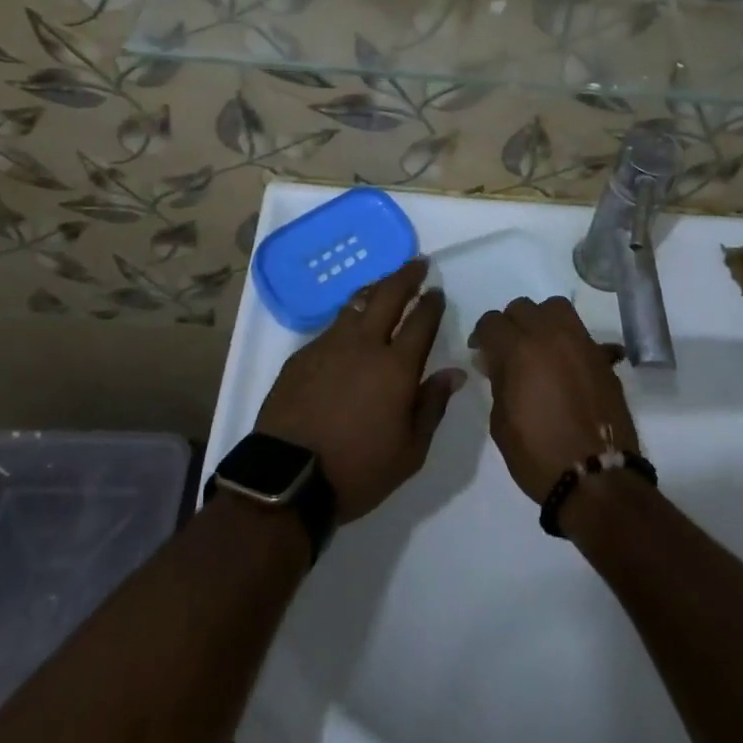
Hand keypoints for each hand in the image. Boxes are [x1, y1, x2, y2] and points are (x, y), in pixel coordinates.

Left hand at [256, 258, 465, 523]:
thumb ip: (432, 406)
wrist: (287, 478)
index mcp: (396, 367)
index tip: (437, 291)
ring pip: (357, 302)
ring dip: (375, 288)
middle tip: (418, 264)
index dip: (431, 303)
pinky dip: (349, 318)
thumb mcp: (409, 452)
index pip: (421, 321)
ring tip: (384, 283)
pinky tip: (350, 326)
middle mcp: (364, 344)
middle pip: (388, 295)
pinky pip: (332, 326)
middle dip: (406, 276)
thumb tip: (454, 372)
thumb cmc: (357, 470)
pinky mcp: (303, 354)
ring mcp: (329, 345)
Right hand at [469, 296, 637, 504]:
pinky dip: (568, 339)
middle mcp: (550, 335)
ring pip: (555, 308)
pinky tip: (565, 364)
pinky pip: (580, 332)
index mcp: (519, 350)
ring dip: (542, 320)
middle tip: (508, 351)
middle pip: (522, 307)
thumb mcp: (501, 421)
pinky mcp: (601, 357)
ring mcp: (580, 343)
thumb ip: (498, 381)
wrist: (597, 478)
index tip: (481, 353)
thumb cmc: (538, 454)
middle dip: (510, 325)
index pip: (492, 322)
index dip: (482, 336)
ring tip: (539, 346)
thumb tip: (495, 361)